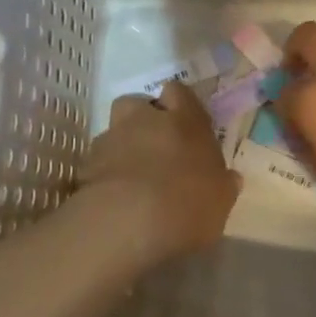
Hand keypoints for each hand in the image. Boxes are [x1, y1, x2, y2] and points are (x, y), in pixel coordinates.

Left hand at [81, 81, 239, 257]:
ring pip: (114, 132)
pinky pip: (97, 162)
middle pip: (136, 104)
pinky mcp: (86, 165)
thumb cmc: (188, 204)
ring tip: (131, 178)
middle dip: (142, 120)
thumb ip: (223, 185)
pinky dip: (104, 173)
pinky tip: (113, 197)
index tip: (185, 124)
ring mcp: (111, 140)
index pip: (178, 92)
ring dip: (122, 147)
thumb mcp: (221, 200)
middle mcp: (145, 120)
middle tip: (155, 148)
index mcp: (184, 121)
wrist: (129, 224)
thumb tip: (229, 179)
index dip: (180, 104)